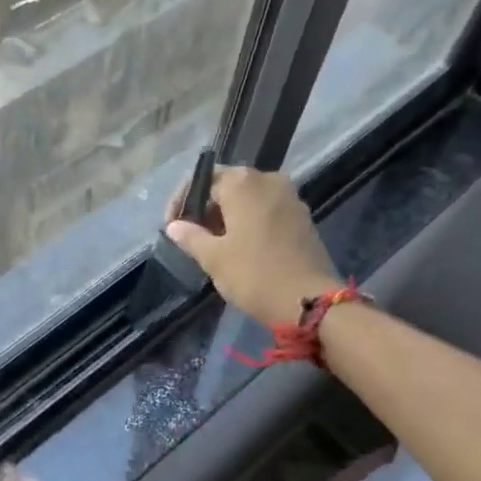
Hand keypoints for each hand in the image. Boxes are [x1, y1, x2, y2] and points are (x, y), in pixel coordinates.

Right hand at [166, 166, 340, 327]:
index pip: (202, 180)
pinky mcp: (303, 217)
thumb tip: (174, 226)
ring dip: (228, 217)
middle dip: (206, 210)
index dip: (181, 202)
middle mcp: (268, 179)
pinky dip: (249, 223)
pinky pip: (267, 211)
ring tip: (213, 245)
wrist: (309, 301)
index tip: (171, 227)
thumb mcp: (214, 258)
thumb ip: (190, 236)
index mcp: (243, 182)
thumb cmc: (254, 275)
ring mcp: (290, 197)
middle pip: (227, 187)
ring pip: (248, 200)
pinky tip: (240, 248)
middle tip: (190, 238)